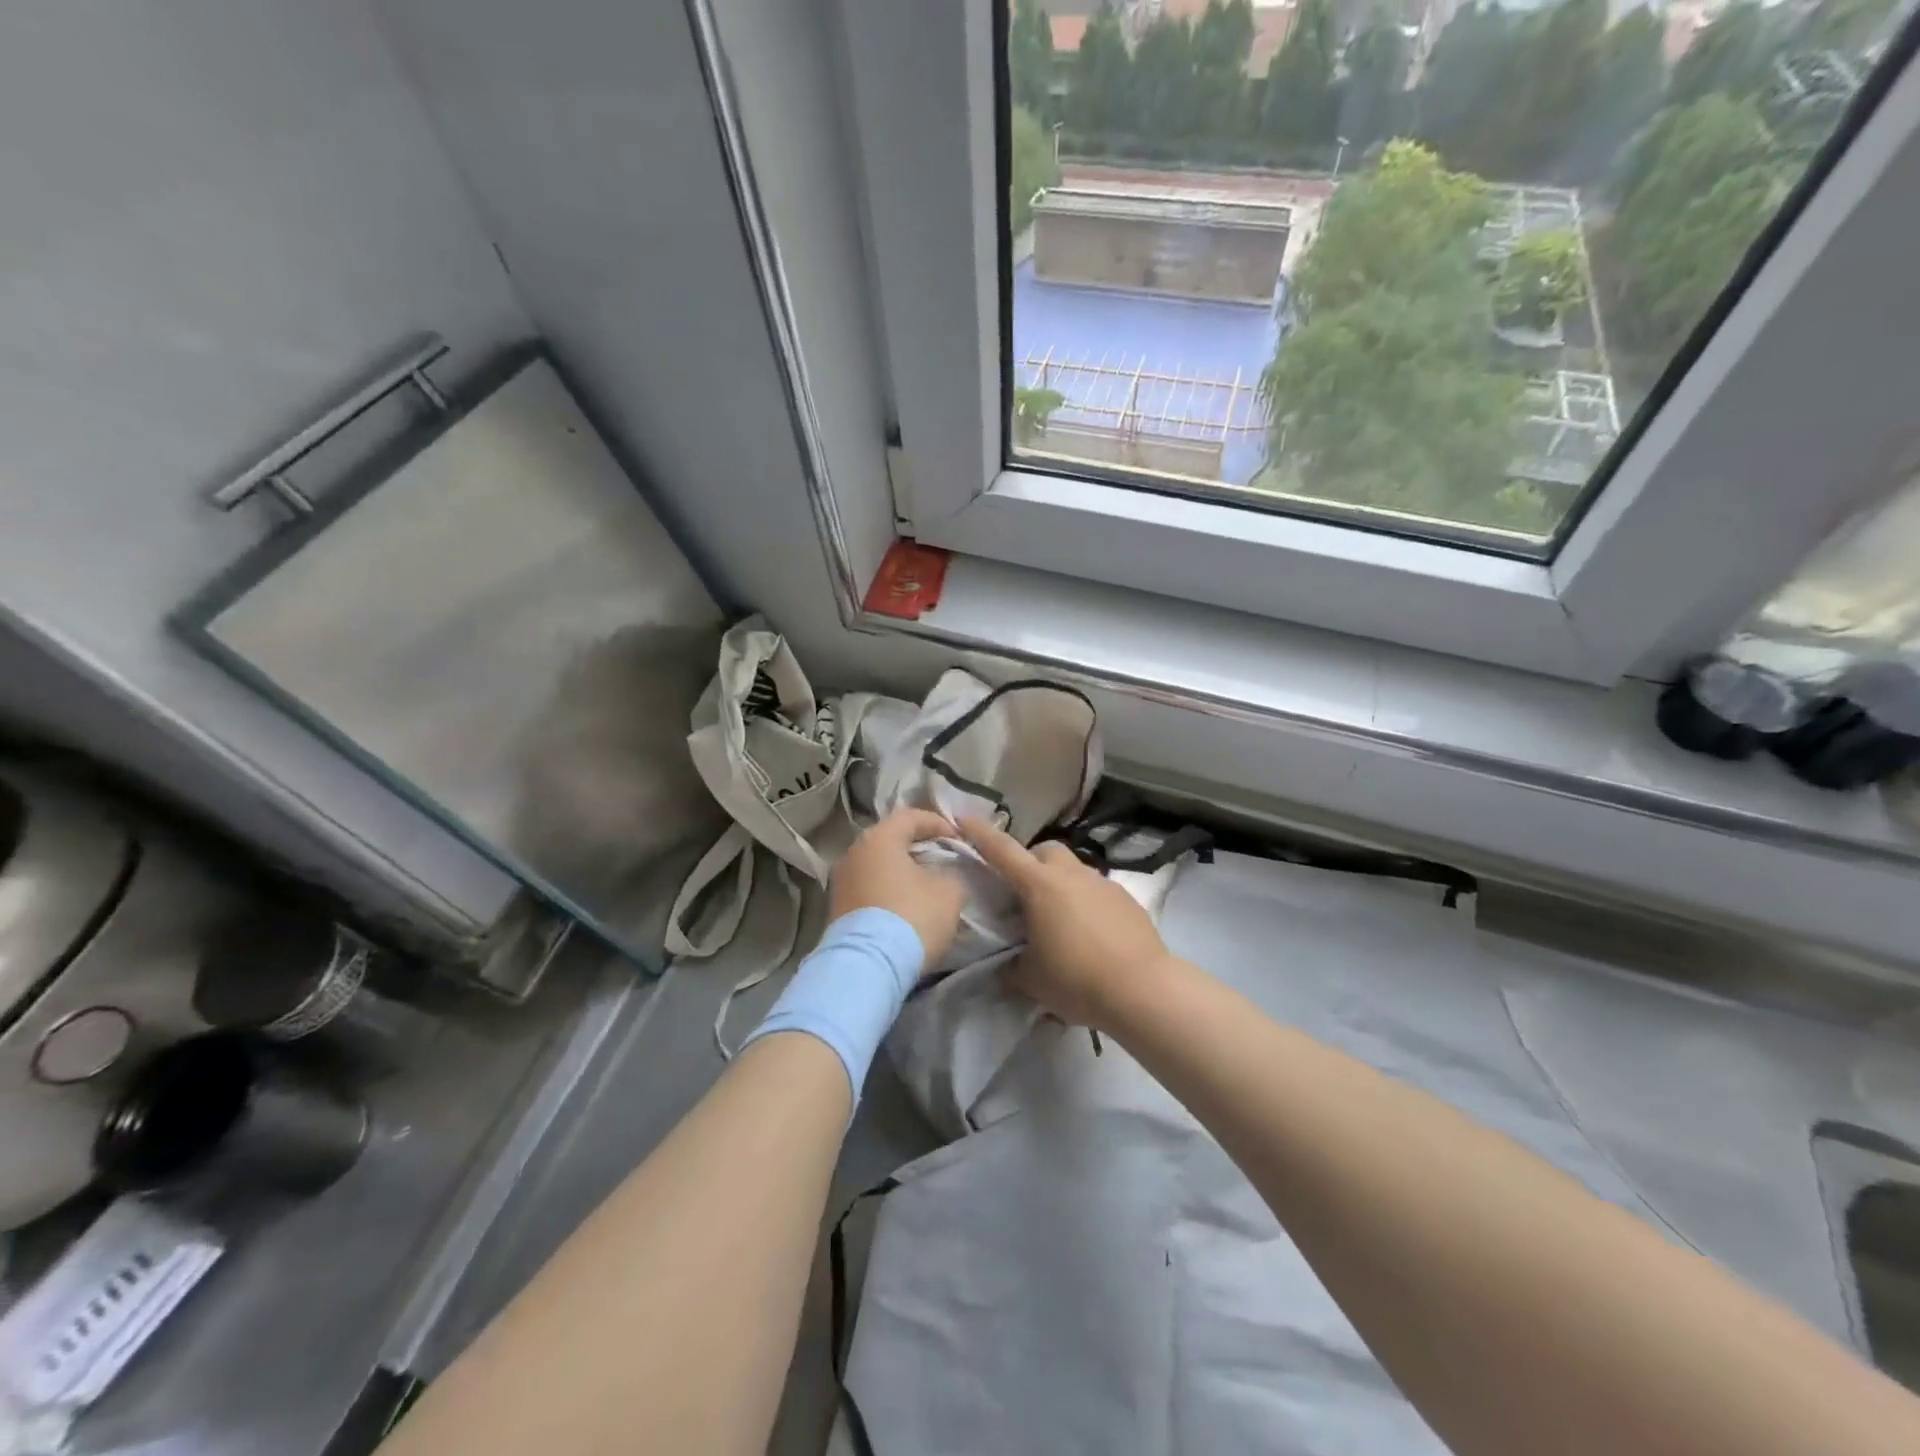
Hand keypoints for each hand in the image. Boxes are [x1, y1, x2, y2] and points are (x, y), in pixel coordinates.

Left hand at [829, 809, 966, 969]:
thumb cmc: (911, 917)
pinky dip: (887, 892)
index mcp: (878, 838)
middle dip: (918, 847)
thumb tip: (945, 874)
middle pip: (890, 840)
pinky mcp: (836, 910)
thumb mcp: (949, 892)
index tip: (959, 838)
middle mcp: (853, 853)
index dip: (938, 823)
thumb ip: (952, 873)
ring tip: (925, 886)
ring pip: (877, 866)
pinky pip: (868, 889)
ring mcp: (840, 882)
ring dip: (901, 872)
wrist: (867, 968)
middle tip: (942, 859)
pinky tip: (904, 907)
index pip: (911, 816)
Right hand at [959, 818, 1173, 1031]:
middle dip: (1031, 862)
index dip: (981, 834)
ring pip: (1074, 870)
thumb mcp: (1031, 979)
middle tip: (1023, 893)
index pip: (1003, 851)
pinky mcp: (1127, 900)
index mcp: (1040, 886)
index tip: (964, 819)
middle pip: (1045, 851)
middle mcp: (1072, 875)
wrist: (1143, 990)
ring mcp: (1103, 884)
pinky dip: (1086, 903)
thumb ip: (1012, 966)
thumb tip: (1007, 966)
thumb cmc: (1077, 979)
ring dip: (1061, 884)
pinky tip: (1089, 935)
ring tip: (1059, 920)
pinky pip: (1098, 891)